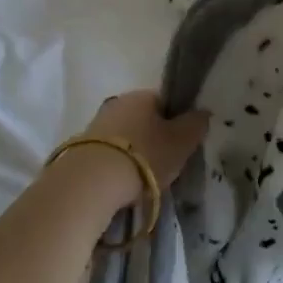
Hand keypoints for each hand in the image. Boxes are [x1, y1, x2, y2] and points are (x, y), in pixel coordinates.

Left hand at [57, 91, 209, 212]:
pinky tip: (121, 187)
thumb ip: (195, 124)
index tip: (180, 144)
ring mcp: (95, 126)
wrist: (91, 183)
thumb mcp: (182, 141)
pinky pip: (108, 156)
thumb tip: (202, 112)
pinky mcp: (79, 151)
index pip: (164, 102)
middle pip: (142, 120)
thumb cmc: (145, 155)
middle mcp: (117, 104)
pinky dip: (116, 168)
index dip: (175, 122)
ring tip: (142, 181)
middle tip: (164, 165)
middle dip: (153, 139)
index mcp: (142, 95)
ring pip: (124, 138)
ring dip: (133, 154)